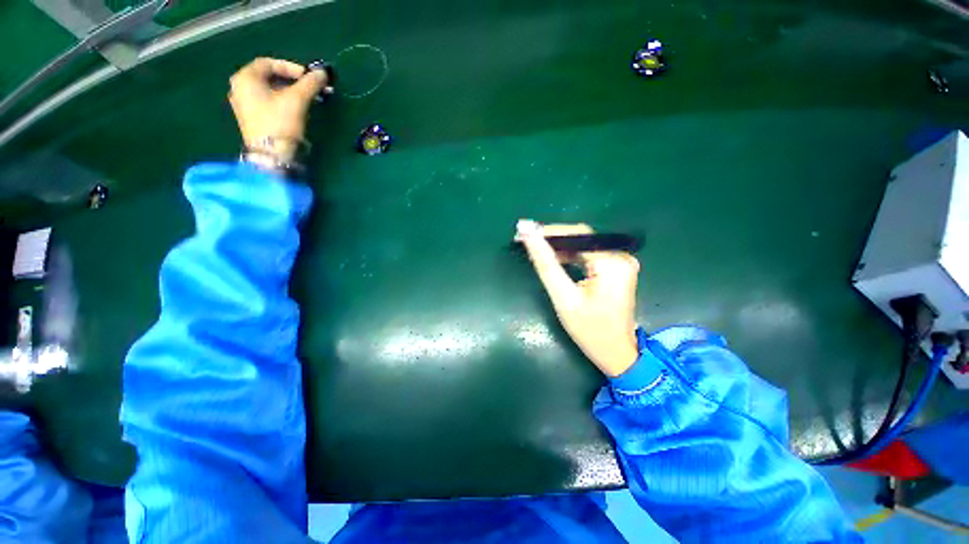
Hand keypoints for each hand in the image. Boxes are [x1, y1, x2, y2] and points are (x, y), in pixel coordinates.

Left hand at [228, 57, 330, 161]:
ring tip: (307, 99)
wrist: (272, 155)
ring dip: (290, 92)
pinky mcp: (251, 120)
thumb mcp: (297, 99)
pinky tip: (296, 110)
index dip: (291, 67)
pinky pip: (267, 103)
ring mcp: (244, 106)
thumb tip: (323, 73)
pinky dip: (282, 102)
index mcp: (245, 78)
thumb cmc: (280, 122)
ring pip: (269, 91)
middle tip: (311, 88)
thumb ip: (310, 83)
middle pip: (268, 77)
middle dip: (292, 81)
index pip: (268, 63)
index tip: (309, 77)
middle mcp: (240, 88)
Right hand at [516, 220, 640, 376]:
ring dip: (558, 247)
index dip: (548, 232)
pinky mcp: (616, 269)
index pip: (577, 234)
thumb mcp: (563, 297)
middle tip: (524, 240)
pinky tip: (553, 258)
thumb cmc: (589, 330)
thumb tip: (527, 232)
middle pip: (580, 238)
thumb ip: (545, 264)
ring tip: (533, 248)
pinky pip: (588, 255)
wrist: (616, 354)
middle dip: (551, 239)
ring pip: (582, 245)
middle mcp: (621, 257)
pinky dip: (569, 256)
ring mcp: (620, 262)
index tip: (523, 232)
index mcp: (612, 263)